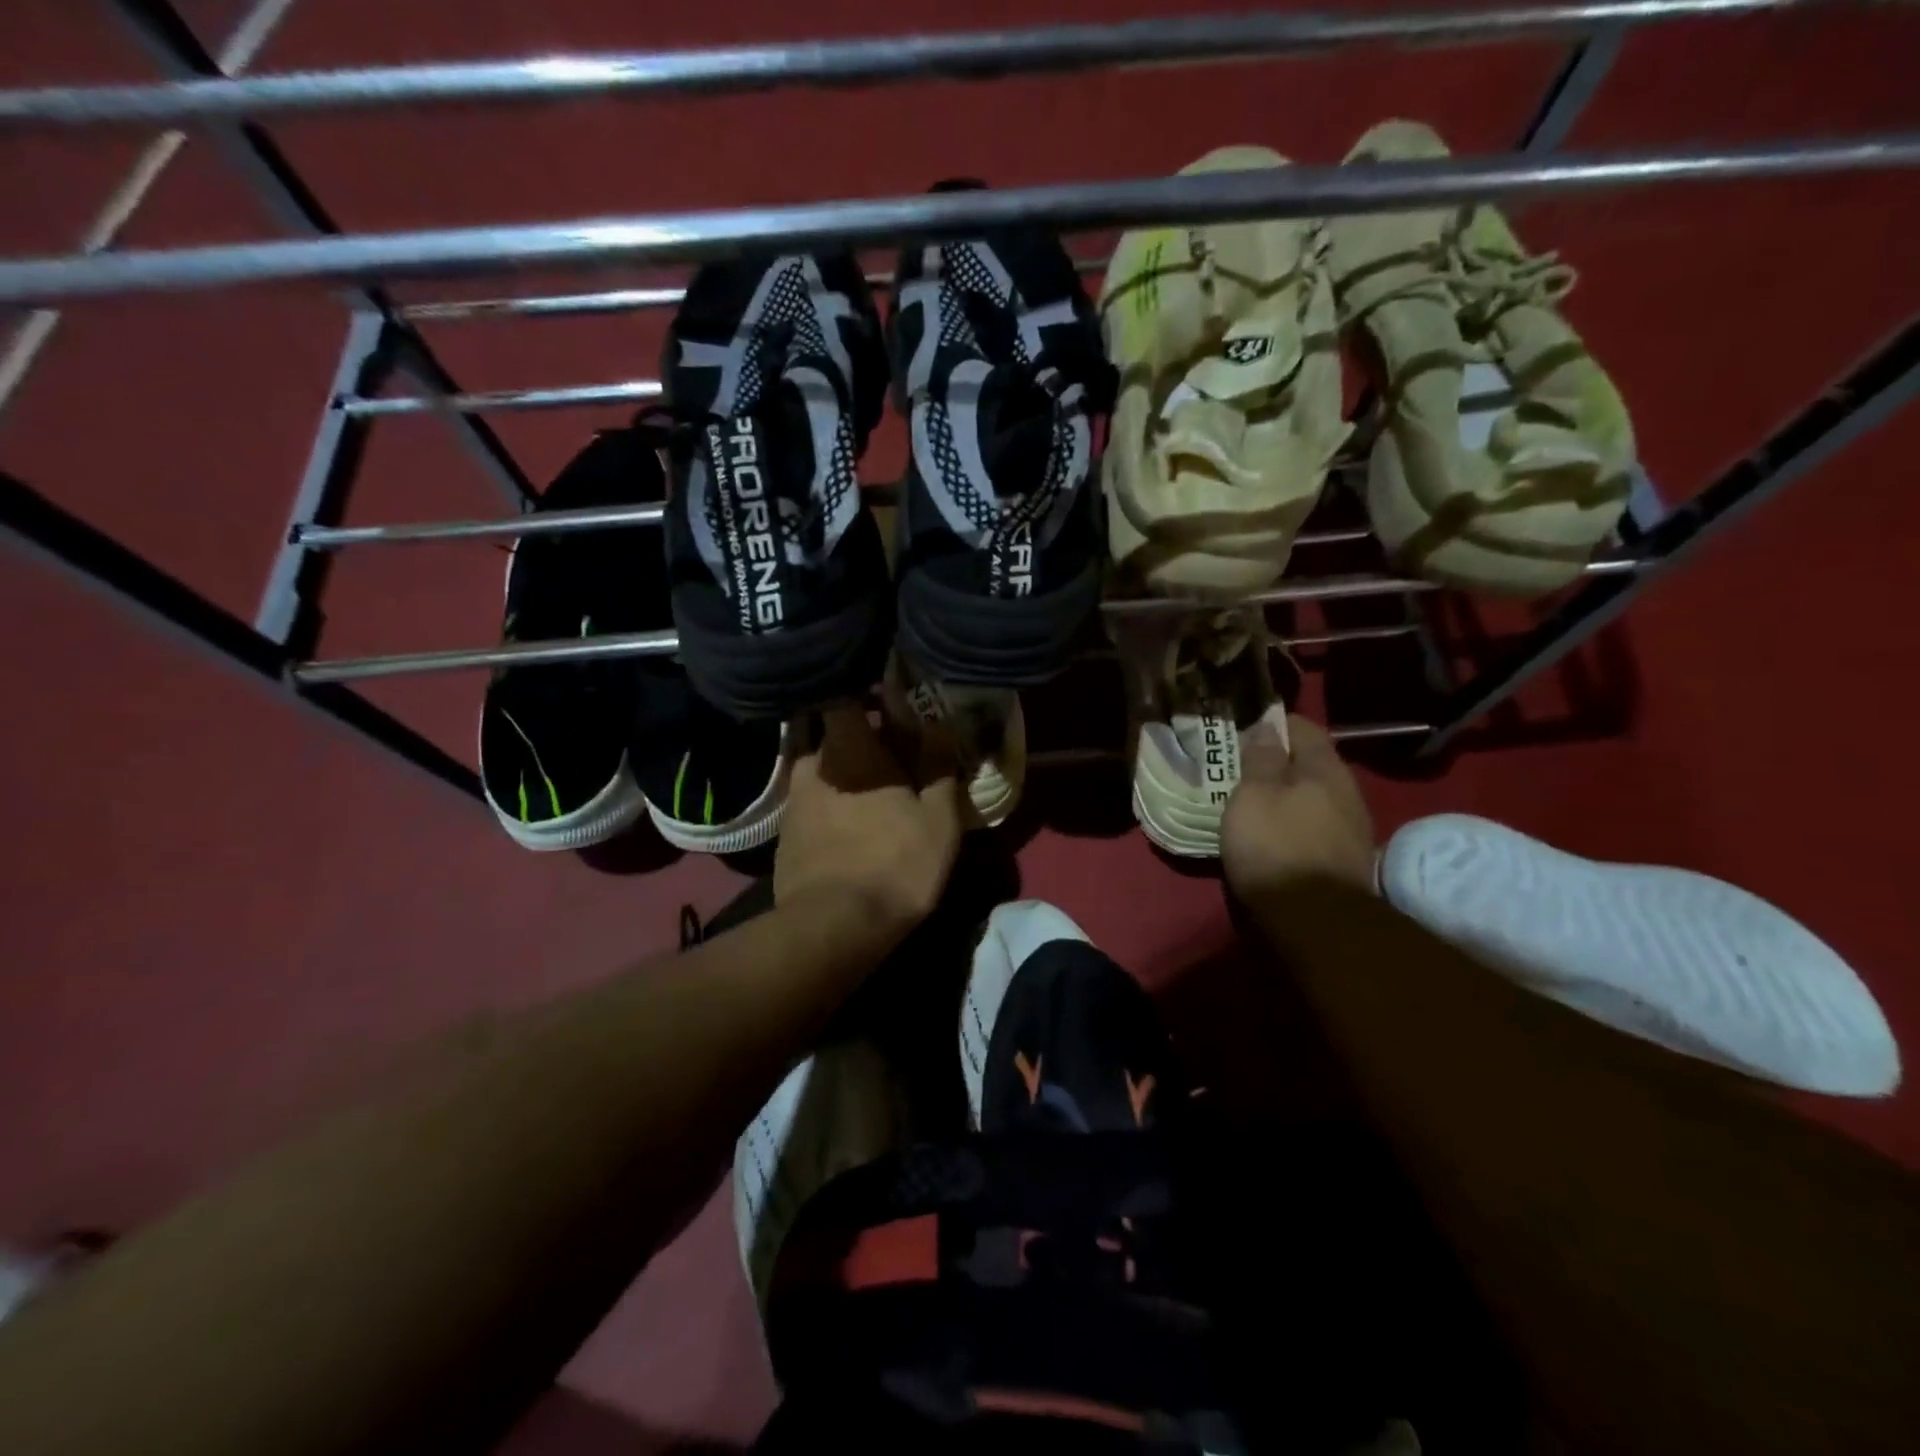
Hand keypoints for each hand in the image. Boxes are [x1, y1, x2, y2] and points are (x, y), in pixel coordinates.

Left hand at [774, 705, 963, 938]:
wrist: (834, 927)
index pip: (844, 696)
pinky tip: (850, 826)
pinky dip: (831, 805)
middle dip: (861, 739)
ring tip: (873, 793)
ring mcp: (794, 801)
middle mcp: (813, 764)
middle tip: (893, 753)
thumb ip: (938, 765)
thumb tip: (938, 724)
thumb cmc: (896, 862)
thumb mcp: (938, 816)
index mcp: (849, 749)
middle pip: (835, 735)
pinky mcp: (785, 834)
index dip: (864, 690)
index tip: (887, 698)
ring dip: (846, 774)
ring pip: (823, 771)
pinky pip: (812, 803)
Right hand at [1221, 711, 1375, 901]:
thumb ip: (1261, 759)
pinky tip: (1277, 831)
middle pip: (1311, 762)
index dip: (1274, 723)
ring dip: (1289, 793)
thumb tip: (1267, 727)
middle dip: (1280, 760)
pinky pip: (1317, 823)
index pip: (1303, 727)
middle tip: (1244, 765)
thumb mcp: (1254, 795)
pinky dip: (1296, 819)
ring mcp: (1352, 826)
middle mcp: (1347, 790)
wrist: (1316, 921)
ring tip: (1256, 800)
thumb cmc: (1275, 846)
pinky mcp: (1347, 858)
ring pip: (1316, 794)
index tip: (1246, 727)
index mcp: (1324, 767)